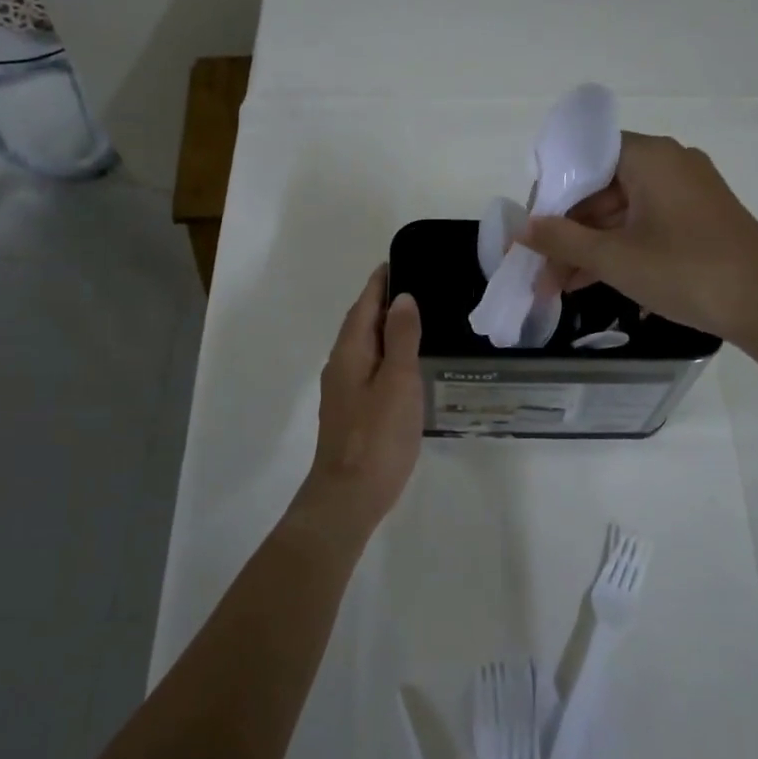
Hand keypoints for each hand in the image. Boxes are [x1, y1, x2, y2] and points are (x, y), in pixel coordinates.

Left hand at [298, 265, 423, 528]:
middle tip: (417, 287)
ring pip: (365, 347)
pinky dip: (386, 355)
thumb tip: (402, 298)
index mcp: (350, 352)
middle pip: (361, 323)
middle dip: (383, 302)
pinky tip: (406, 365)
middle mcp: (341, 365)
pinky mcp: (351, 411)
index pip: (364, 304)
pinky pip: (369, 368)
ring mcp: (343, 390)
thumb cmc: (378, 436)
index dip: (380, 283)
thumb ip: (402, 338)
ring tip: (416, 320)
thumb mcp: (398, 381)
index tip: (399, 262)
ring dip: (385, 329)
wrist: (349, 496)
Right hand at [518, 132, 757, 341]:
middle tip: (538, 268)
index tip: (532, 228)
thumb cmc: (686, 270)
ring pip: (620, 212)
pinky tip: (589, 282)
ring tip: (556, 286)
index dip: (552, 191)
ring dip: (587, 247)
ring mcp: (687, 193)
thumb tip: (521, 229)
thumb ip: (561, 239)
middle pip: (600, 188)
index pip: (584, 157)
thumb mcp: (614, 257)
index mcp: (650, 157)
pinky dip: (617, 250)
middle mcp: (669, 164)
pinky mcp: (698, 220)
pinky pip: (643, 226)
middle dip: (566, 231)